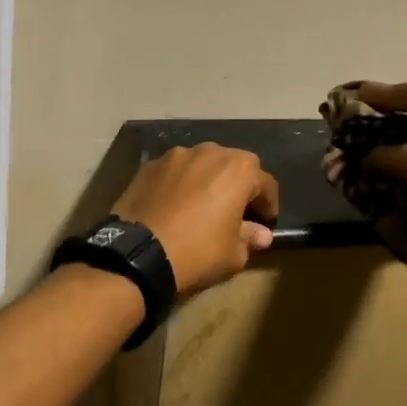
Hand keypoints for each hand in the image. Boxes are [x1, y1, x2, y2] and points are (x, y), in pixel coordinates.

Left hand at [112, 145, 280, 297]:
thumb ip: (251, 238)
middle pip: (234, 166)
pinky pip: (175, 172)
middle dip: (238, 186)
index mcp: (238, 169)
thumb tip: (261, 234)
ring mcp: (176, 155)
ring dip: (208, 180)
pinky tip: (174, 206)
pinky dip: (181, 184)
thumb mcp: (233, 254)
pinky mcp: (150, 165)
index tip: (265, 222)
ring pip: (202, 164)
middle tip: (235, 212)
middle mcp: (210, 152)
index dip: (268, 204)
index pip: (265, 183)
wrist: (138, 253)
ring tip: (202, 206)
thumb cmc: (198, 251)